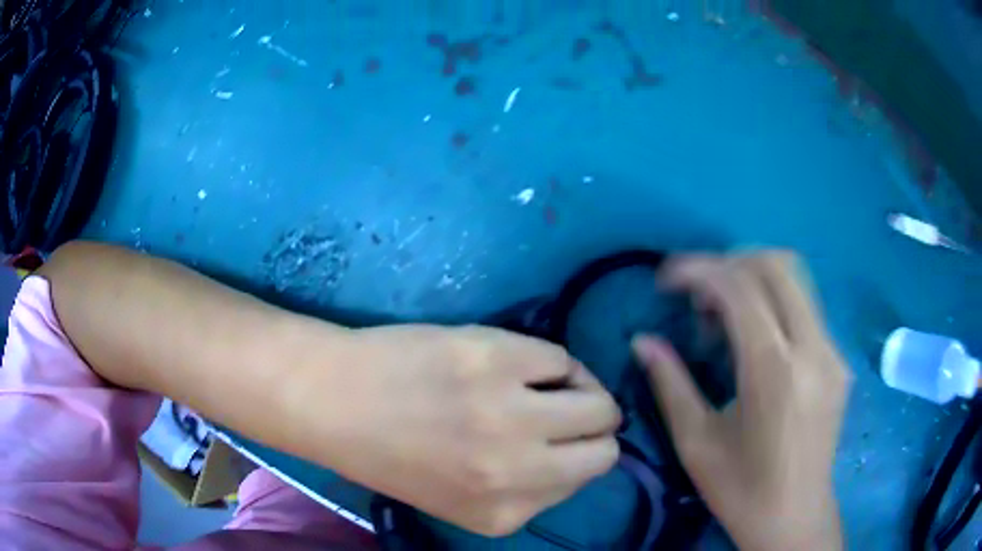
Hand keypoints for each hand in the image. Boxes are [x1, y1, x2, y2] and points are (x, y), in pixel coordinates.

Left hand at [294, 325, 620, 536]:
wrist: (333, 401)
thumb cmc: (392, 452)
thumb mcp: (463, 498)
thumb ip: (527, 488)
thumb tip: (581, 451)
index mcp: (503, 514)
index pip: (584, 482)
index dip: (576, 457)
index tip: (560, 440)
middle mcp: (515, 471)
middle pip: (605, 447)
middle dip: (593, 429)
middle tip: (564, 410)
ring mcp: (508, 413)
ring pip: (598, 402)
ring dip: (581, 391)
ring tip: (546, 384)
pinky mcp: (496, 358)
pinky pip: (561, 357)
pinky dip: (547, 361)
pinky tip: (515, 362)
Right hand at [632, 252, 849, 549]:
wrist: (795, 516)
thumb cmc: (741, 490)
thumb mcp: (696, 442)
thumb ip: (670, 384)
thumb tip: (643, 340)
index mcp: (774, 371)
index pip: (740, 287)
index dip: (699, 270)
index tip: (667, 279)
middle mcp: (812, 348)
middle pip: (777, 264)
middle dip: (730, 262)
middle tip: (698, 292)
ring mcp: (832, 351)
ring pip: (797, 278)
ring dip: (754, 278)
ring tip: (723, 313)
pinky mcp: (839, 359)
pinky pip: (805, 307)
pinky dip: (773, 301)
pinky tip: (754, 337)